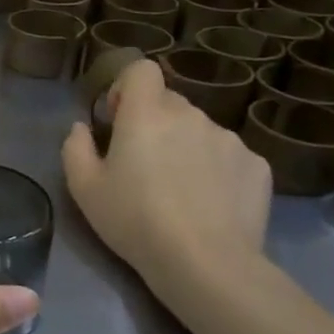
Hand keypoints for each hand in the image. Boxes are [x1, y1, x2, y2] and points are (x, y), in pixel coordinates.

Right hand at [62, 58, 271, 302]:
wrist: (205, 263)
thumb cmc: (134, 221)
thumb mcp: (84, 188)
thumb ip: (75, 147)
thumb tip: (83, 128)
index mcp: (146, 114)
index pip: (142, 69)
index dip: (126, 87)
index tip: (118, 120)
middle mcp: (191, 116)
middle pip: (169, 103)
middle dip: (154, 124)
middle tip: (143, 165)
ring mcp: (230, 139)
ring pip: (199, 130)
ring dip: (186, 147)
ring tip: (180, 191)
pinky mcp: (258, 166)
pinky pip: (229, 156)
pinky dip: (217, 170)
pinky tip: (210, 204)